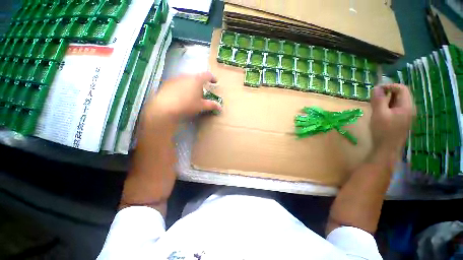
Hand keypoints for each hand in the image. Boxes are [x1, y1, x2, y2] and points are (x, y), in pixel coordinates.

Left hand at [143, 72, 221, 123]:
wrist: (164, 107)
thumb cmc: (187, 105)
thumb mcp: (201, 106)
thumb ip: (211, 105)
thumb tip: (220, 107)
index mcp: (196, 80)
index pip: (207, 75)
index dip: (212, 78)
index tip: (215, 82)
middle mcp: (186, 76)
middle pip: (197, 77)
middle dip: (201, 84)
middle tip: (202, 93)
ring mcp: (176, 78)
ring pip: (187, 80)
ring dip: (191, 85)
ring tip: (191, 95)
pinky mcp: (167, 83)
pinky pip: (179, 83)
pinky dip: (183, 88)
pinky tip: (181, 96)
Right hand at [370, 84, 414, 154]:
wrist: (387, 149)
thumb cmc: (384, 131)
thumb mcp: (379, 114)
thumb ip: (378, 100)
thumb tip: (376, 87)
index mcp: (407, 106)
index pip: (402, 88)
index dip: (389, 86)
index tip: (376, 90)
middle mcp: (409, 109)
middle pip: (400, 94)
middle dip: (387, 93)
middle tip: (374, 98)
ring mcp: (406, 115)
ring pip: (397, 102)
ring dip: (386, 100)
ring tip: (375, 106)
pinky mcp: (401, 120)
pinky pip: (395, 109)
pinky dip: (387, 107)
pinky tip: (380, 112)